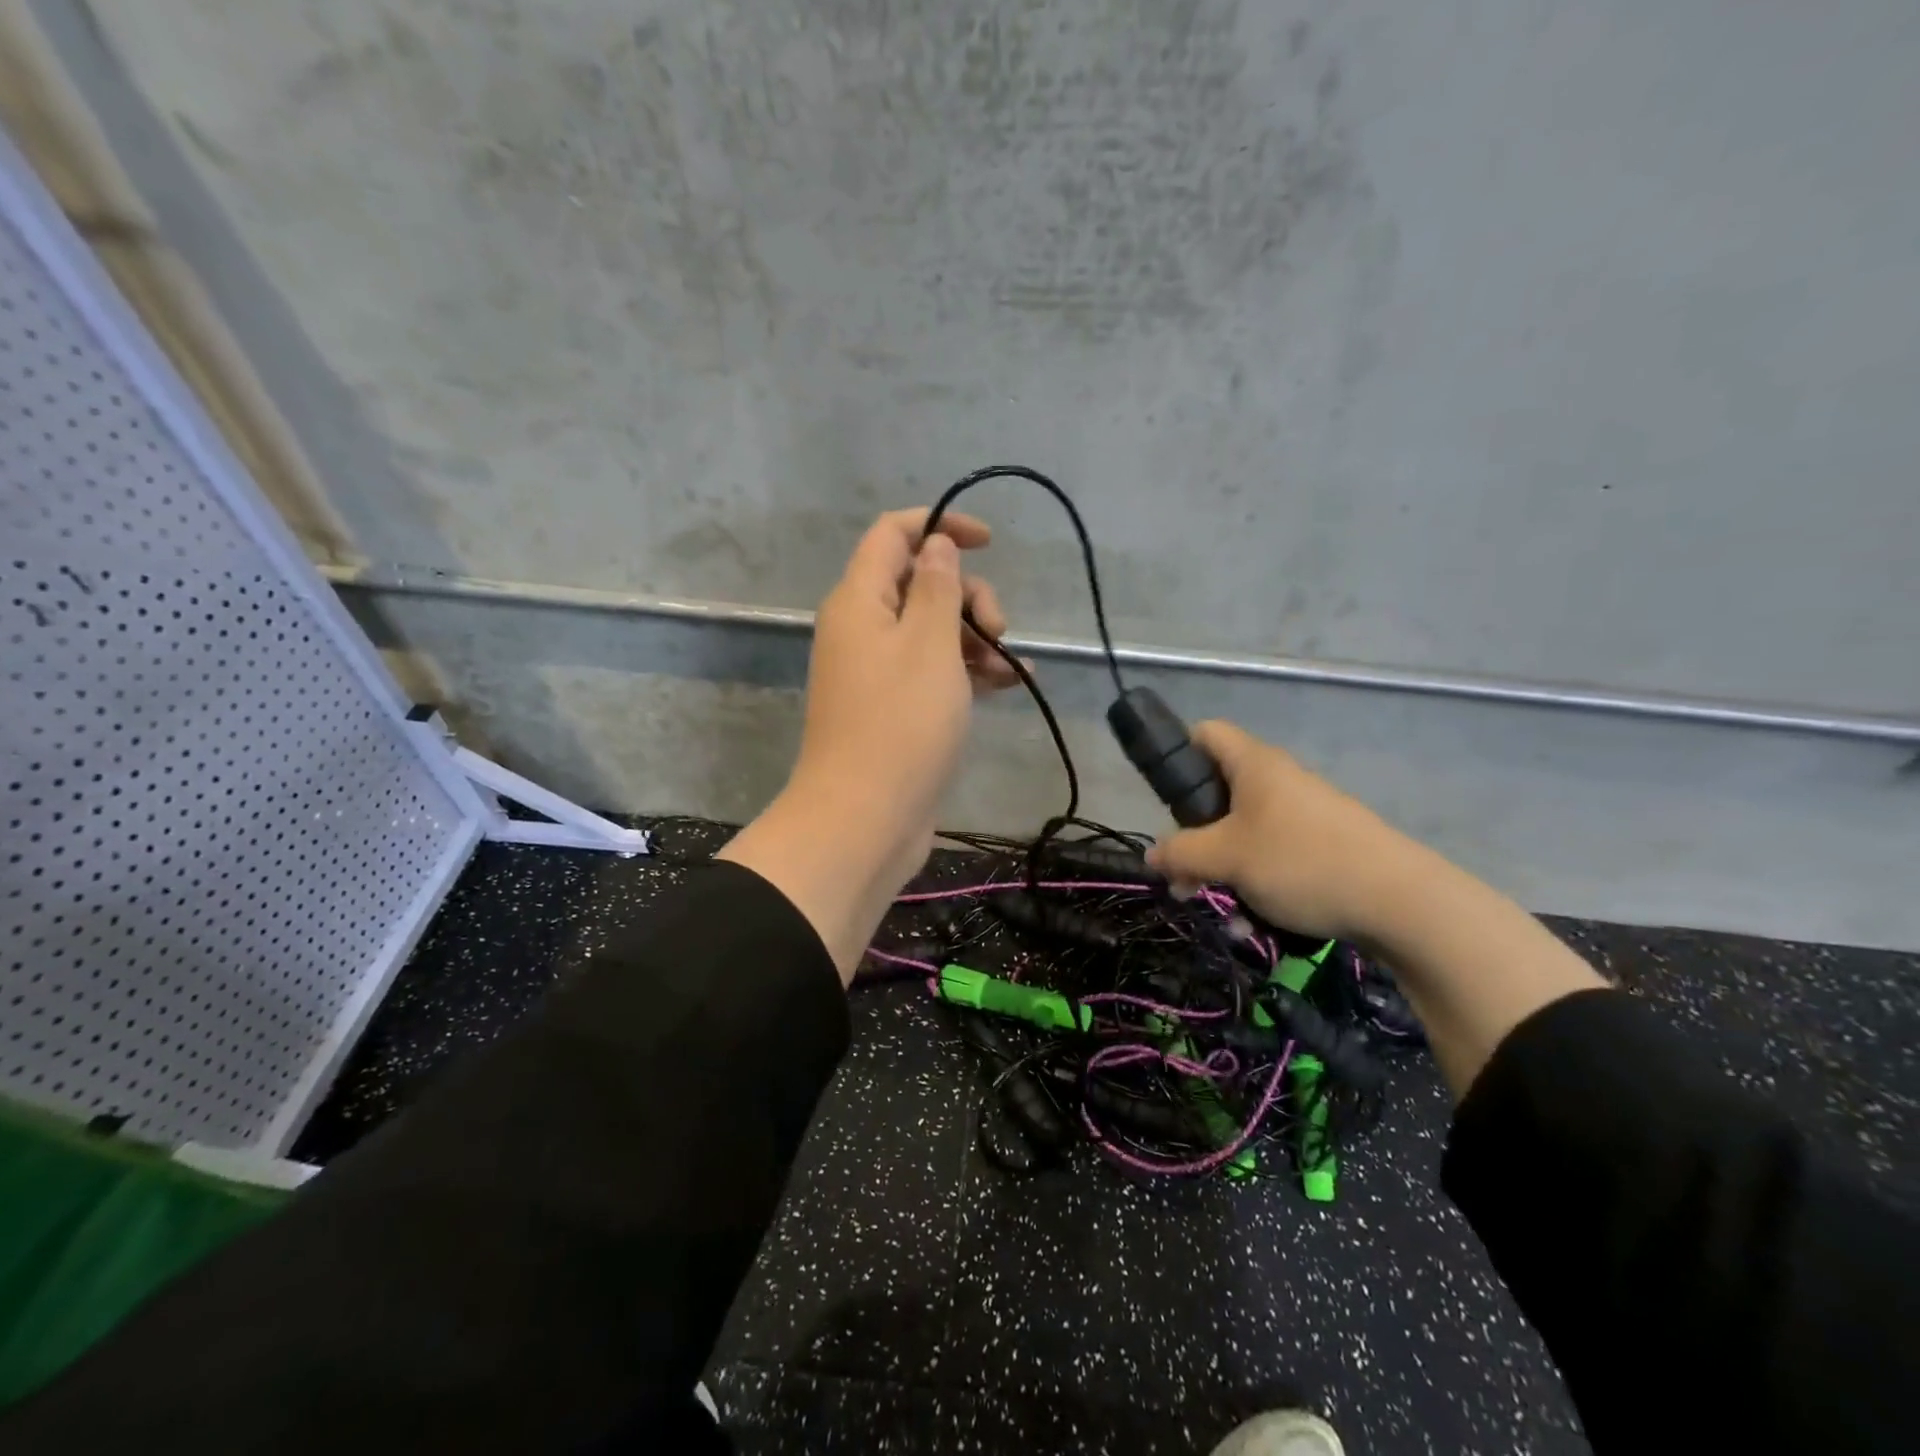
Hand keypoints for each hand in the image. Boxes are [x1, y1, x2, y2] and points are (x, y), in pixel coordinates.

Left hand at [790, 505, 1018, 856]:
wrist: (865, 819)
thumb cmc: (901, 723)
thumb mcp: (930, 644)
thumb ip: (938, 587)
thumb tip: (935, 544)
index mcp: (859, 600)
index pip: (892, 534)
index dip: (940, 526)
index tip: (989, 542)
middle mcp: (862, 629)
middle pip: (919, 583)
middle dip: (968, 596)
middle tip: (998, 630)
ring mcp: (876, 672)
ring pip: (932, 631)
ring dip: (977, 638)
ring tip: (1013, 669)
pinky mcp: (893, 709)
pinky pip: (932, 672)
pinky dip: (968, 671)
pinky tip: (1009, 685)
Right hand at [1145, 721, 1414, 943]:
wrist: (1400, 901)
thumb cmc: (1300, 861)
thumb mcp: (1226, 858)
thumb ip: (1180, 854)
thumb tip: (1152, 856)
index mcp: (1254, 765)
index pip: (1205, 733)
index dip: (1177, 753)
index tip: (1162, 797)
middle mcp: (1279, 779)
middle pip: (1219, 790)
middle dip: (1194, 832)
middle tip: (1182, 870)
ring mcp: (1305, 812)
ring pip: (1245, 830)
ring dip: (1223, 864)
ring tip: (1216, 901)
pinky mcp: (1324, 844)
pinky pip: (1274, 853)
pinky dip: (1256, 878)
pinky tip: (1253, 917)